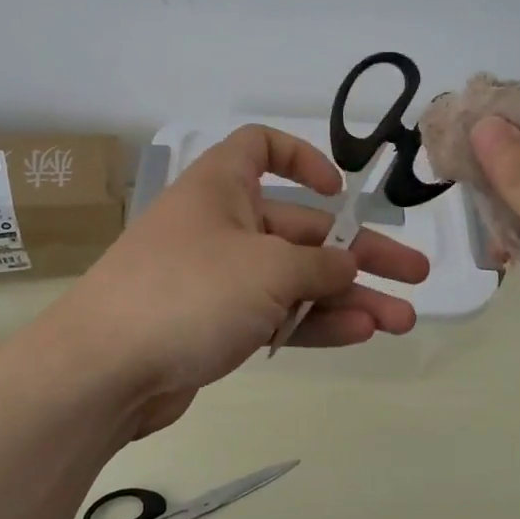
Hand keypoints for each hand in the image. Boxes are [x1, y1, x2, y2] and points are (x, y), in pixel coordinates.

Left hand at [49, 125, 429, 438]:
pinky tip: (362, 334)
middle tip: (414, 275)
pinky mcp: (214, 326)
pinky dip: (313, 322)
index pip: (260, 148)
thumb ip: (319, 266)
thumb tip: (346, 267)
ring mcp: (216, 280)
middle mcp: (219, 226)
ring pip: (293, 280)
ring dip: (347, 297)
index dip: (302, 159)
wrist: (104, 370)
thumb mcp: (267, 269)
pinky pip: (274, 315)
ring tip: (403, 320)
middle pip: (299, 229)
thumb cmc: (188, 292)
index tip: (338, 191)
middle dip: (358, 253)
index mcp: (221, 188)